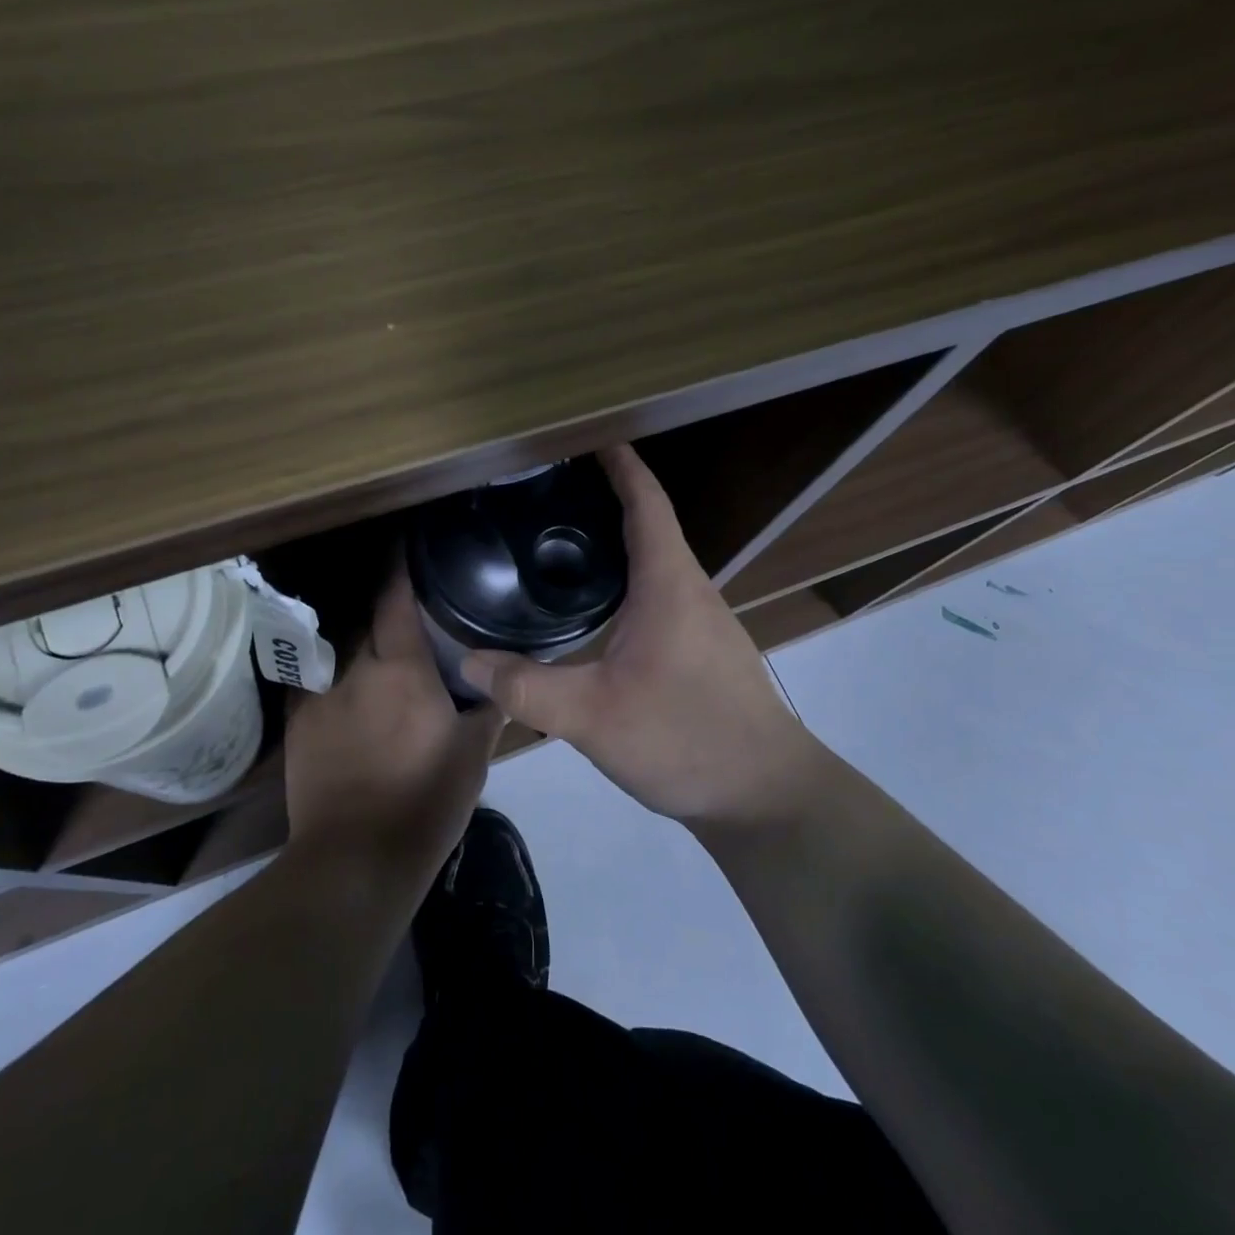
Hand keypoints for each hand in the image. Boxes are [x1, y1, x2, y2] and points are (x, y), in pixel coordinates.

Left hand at [283, 566, 504, 884]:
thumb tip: (497, 681)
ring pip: (336, 646)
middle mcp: (356, 669)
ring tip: (366, 631)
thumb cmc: (425, 802)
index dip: (399, 568)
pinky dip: (327, 666)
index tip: (404, 544)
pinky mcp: (296, 722)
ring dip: (353, 635)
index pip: (396, 601)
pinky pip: (311, 676)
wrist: (356, 857)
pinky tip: (336, 672)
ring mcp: (320, 694)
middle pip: (363, 618)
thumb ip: (487, 709)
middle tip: (397, 599)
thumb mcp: (473, 756)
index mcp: (403, 671)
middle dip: (378, 604)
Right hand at [460, 445, 810, 824]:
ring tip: (556, 543)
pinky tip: (591, 607)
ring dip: (613, 542)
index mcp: (669, 583)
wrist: (765, 795)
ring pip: (653, 562)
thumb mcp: (593, 717)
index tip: (584, 439)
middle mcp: (690, 589)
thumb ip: (526, 688)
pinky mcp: (700, 649)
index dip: (619, 464)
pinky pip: (657, 594)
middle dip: (602, 499)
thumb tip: (469, 661)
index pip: (646, 501)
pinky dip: (623, 580)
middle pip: (648, 524)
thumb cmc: (686, 739)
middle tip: (544, 494)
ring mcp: (700, 620)